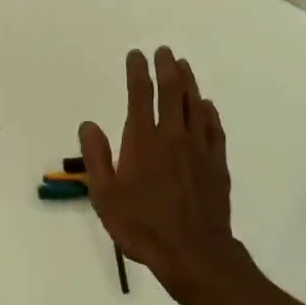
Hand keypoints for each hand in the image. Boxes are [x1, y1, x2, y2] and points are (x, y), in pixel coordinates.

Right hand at [78, 47, 245, 299]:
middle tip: (164, 51)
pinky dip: (208, 112)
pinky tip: (206, 106)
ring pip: (195, 104)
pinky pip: (214, 128)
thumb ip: (96, 157)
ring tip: (184, 65)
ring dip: (189, 82)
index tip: (136, 55)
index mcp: (143, 140)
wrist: (194, 253)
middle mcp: (173, 136)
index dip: (137, 71)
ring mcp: (199, 148)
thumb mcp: (105, 197)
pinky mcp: (217, 163)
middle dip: (167, 67)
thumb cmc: (142, 226)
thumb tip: (89, 124)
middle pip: (172, 91)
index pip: (140, 95)